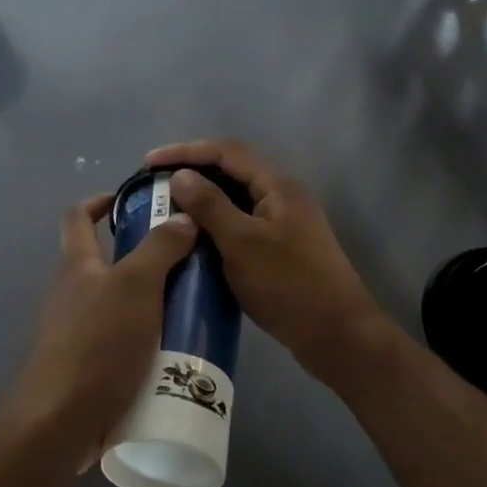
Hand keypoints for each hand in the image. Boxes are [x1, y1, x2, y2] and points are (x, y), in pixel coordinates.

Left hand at [1, 193, 197, 469]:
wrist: (60, 422)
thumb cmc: (97, 343)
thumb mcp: (136, 286)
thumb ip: (160, 249)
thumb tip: (182, 216)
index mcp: (77, 265)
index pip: (78, 216)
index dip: (101, 201)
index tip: (135, 200)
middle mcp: (71, 293)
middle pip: (105, 261)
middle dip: (143, 257)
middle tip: (185, 261)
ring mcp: (75, 332)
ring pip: (117, 304)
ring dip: (149, 301)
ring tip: (190, 307)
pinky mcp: (85, 367)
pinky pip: (120, 341)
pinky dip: (145, 339)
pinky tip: (175, 352)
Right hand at [147, 139, 405, 388]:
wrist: (338, 336)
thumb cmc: (289, 285)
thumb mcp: (242, 243)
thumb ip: (210, 205)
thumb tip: (181, 175)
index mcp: (277, 185)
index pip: (226, 151)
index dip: (186, 151)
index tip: (149, 162)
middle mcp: (282, 195)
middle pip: (232, 169)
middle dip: (193, 170)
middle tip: (157, 182)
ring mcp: (283, 222)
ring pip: (236, 197)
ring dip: (203, 197)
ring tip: (169, 207)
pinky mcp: (281, 246)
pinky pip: (241, 221)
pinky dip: (215, 222)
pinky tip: (195, 237)